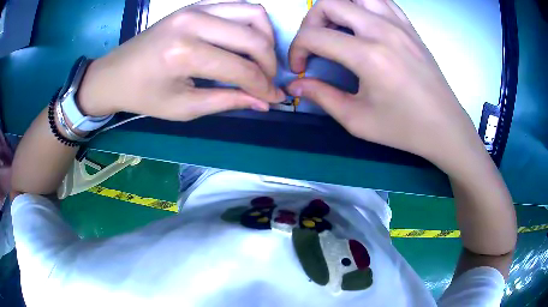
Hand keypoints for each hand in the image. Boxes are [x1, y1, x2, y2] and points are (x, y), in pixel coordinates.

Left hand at [78, 0, 285, 120]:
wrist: (115, 73)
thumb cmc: (144, 96)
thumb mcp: (183, 108)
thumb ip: (227, 101)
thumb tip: (264, 102)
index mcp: (185, 54)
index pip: (241, 68)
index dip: (263, 87)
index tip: (275, 99)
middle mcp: (194, 23)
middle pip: (253, 37)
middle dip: (269, 63)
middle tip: (268, 81)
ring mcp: (195, 8)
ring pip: (253, 12)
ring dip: (265, 36)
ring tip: (261, 58)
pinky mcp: (195, 5)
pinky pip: (237, 6)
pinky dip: (250, 22)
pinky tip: (245, 40)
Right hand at [287, 0, 486, 171]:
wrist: (444, 127)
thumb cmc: (403, 128)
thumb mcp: (357, 120)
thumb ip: (322, 97)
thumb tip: (295, 85)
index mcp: (367, 56)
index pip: (314, 36)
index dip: (296, 49)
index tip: (300, 68)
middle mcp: (381, 30)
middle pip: (329, 3)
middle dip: (310, 22)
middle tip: (315, 45)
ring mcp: (398, 24)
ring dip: (337, 8)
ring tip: (337, 29)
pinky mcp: (409, 27)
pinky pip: (381, 1)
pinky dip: (363, 5)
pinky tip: (362, 23)